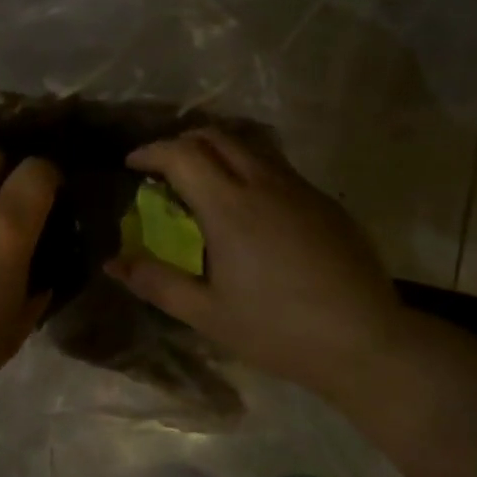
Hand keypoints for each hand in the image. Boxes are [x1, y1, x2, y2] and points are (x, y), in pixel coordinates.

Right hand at [106, 129, 404, 400]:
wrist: (364, 341)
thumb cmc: (277, 330)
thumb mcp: (207, 314)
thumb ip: (156, 282)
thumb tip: (112, 262)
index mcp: (230, 207)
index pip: (182, 153)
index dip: (151, 151)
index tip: (133, 164)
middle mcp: (265, 183)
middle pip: (217, 136)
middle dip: (183, 142)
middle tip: (164, 169)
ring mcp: (300, 189)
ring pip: (251, 146)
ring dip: (218, 150)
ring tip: (203, 180)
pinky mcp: (325, 202)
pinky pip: (278, 167)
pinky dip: (249, 168)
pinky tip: (249, 207)